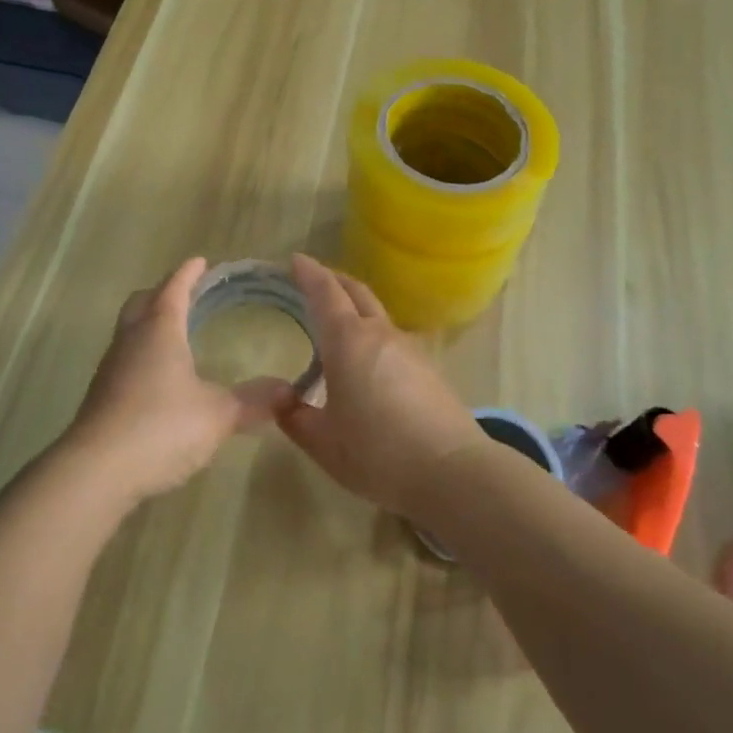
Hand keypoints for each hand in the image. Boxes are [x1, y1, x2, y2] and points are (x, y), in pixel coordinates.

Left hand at [66, 257, 289, 503]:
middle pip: (142, 302)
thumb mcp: (217, 415)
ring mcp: (111, 368)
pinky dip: (143, 354)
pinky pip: (125, 360)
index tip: (200, 262)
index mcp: (159, 330)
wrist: (95, 471)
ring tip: (176, 333)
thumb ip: (253, 400)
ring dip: (149, 324)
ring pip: (129, 330)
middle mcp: (130, 340)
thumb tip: (290, 391)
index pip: (173, 288)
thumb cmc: (160, 428)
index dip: (188, 273)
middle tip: (187, 294)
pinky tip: (159, 378)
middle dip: (163, 292)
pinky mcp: (101, 396)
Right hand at [272, 254, 487, 519]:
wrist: (452, 472)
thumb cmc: (378, 454)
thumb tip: (280, 399)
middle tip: (312, 279)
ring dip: (354, 306)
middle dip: (333, 279)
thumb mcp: (323, 443)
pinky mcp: (428, 367)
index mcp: (348, 342)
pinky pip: (391, 336)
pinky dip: (370, 332)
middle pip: (356, 292)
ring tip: (335, 322)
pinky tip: (365, 359)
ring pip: (376, 313)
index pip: (325, 293)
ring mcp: (409, 348)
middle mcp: (379, 334)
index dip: (309, 273)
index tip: (295, 260)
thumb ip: (295, 417)